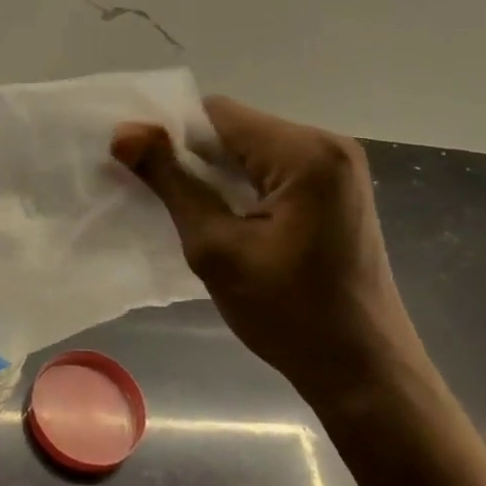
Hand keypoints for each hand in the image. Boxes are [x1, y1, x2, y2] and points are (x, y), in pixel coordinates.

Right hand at [111, 97, 420, 383]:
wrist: (362, 371)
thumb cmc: (289, 315)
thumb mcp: (216, 248)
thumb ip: (169, 181)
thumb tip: (122, 132)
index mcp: (305, 152)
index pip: (216, 114)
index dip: (169, 134)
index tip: (138, 169)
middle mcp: (328, 144)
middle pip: (236, 128)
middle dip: (193, 156)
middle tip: (156, 197)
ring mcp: (338, 166)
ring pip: (252, 148)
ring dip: (216, 173)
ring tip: (186, 210)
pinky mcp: (337, 189)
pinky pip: (274, 168)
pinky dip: (242, 184)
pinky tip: (224, 217)